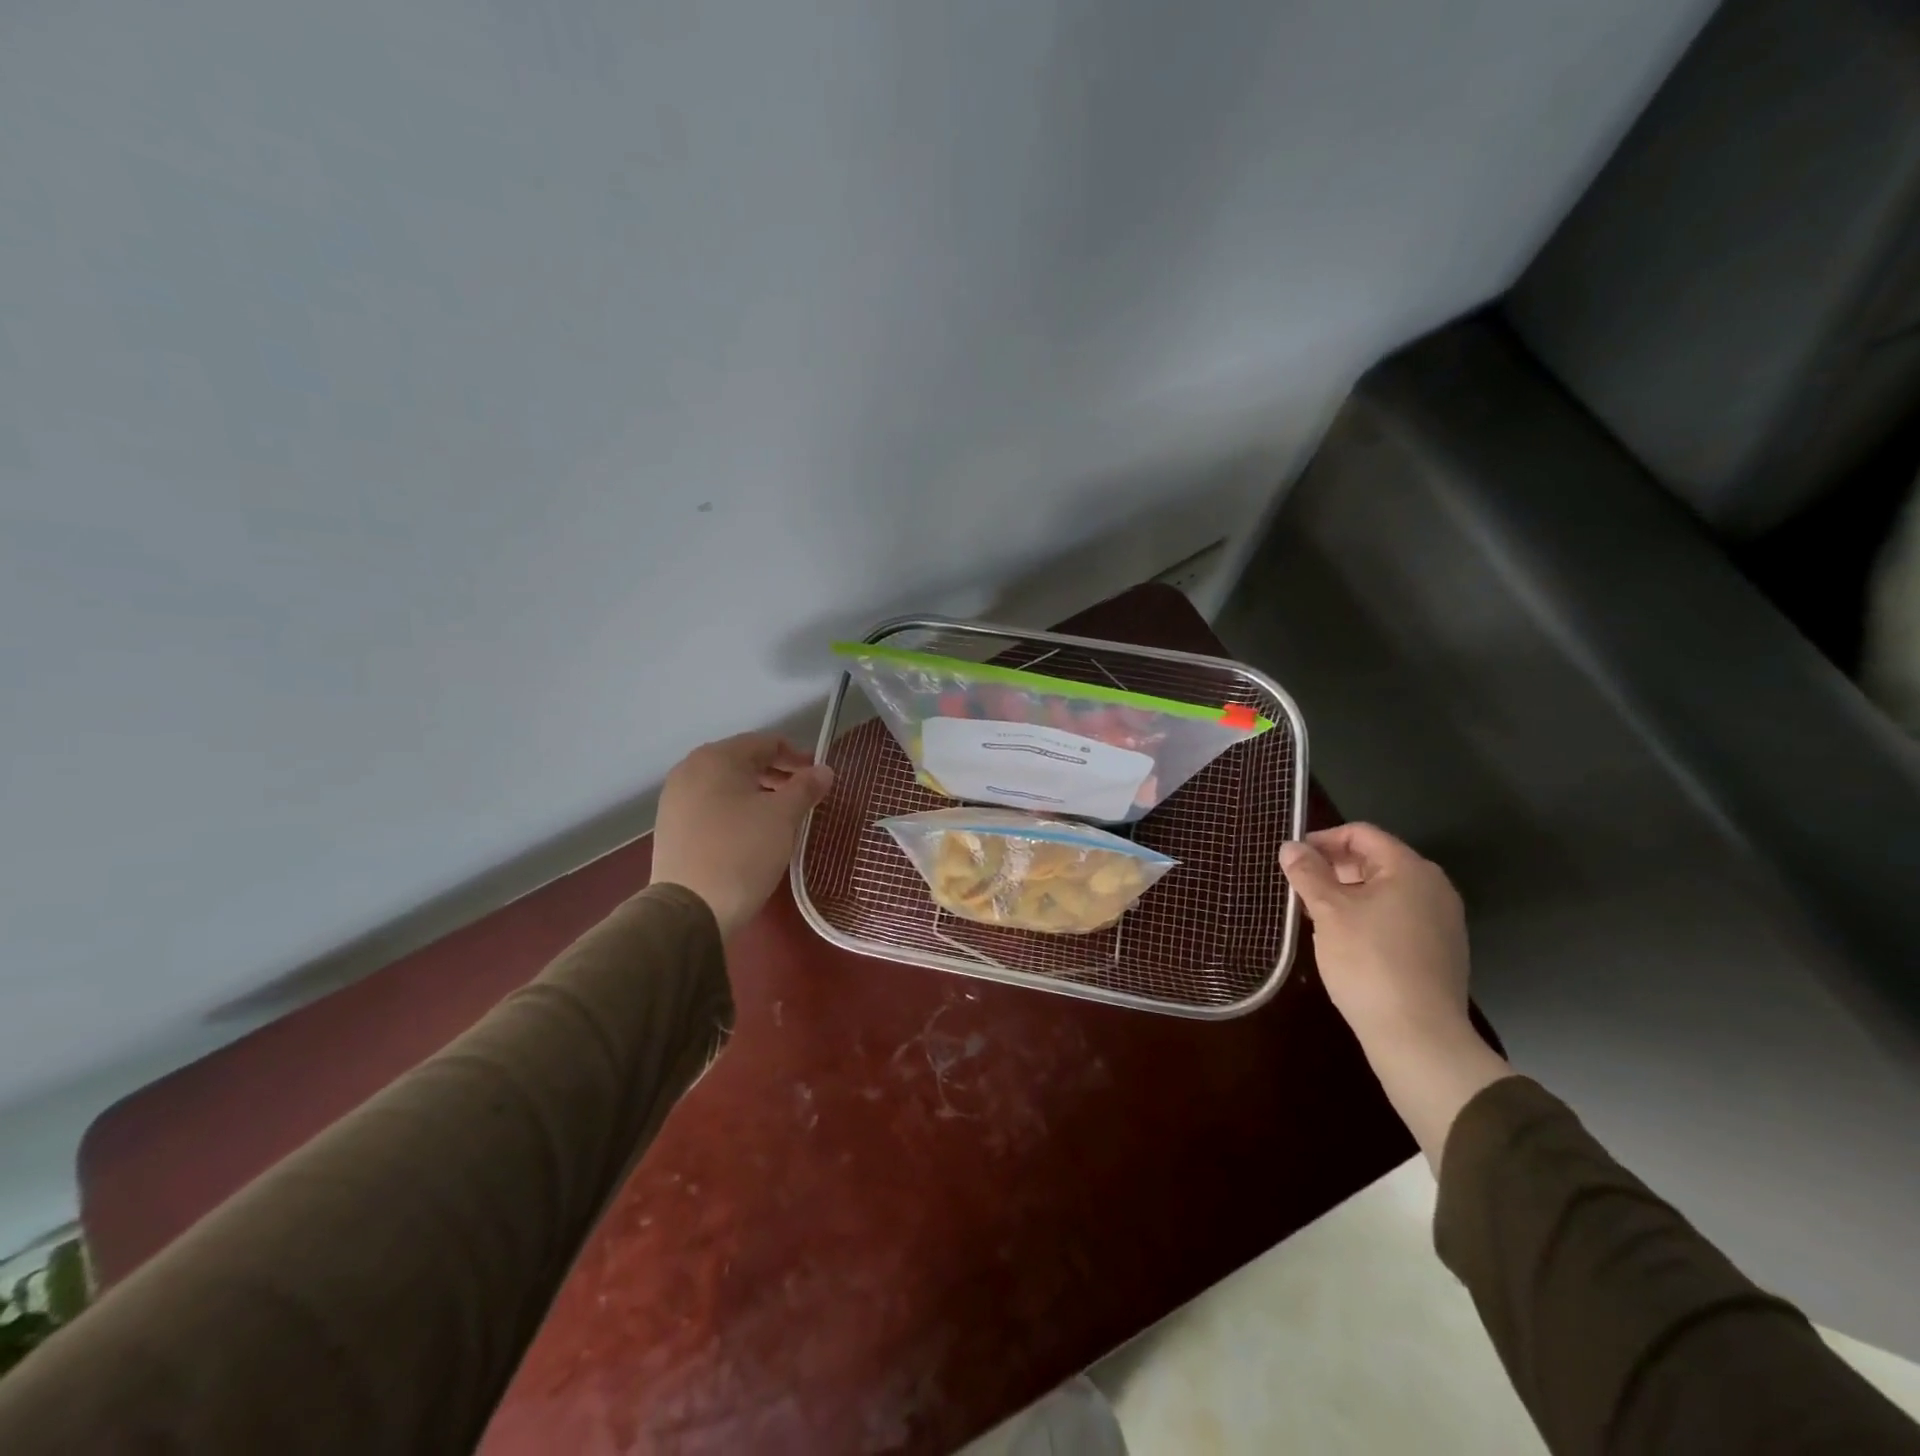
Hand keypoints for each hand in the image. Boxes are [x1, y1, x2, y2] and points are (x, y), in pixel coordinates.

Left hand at [650, 734, 833, 937]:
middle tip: (805, 796)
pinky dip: (736, 809)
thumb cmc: (742, 852)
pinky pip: (712, 805)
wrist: (690, 910)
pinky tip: (752, 832)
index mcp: (716, 758)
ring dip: (758, 793)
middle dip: (778, 775)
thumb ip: (806, 787)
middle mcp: (690, 770)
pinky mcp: (671, 827)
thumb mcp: (783, 817)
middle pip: (744, 761)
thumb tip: (824, 770)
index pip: (766, 743)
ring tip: (782, 816)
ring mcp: (675, 799)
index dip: (797, 756)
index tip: (819, 777)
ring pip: (727, 785)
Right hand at [1280, 824, 1470, 1045]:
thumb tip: (1290, 846)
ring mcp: (1440, 921)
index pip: (1361, 834)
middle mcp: (1433, 888)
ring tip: (1313, 914)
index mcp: (1410, 869)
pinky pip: (1396, 917)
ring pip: (1384, 891)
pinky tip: (1342, 940)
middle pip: (1374, 860)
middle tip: (1297, 886)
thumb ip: (1307, 873)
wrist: (1419, 1036)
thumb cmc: (1369, 962)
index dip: (1322, 839)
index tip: (1292, 858)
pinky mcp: (1439, 950)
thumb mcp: (1328, 912)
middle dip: (1332, 868)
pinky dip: (1366, 917)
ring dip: (1346, 894)